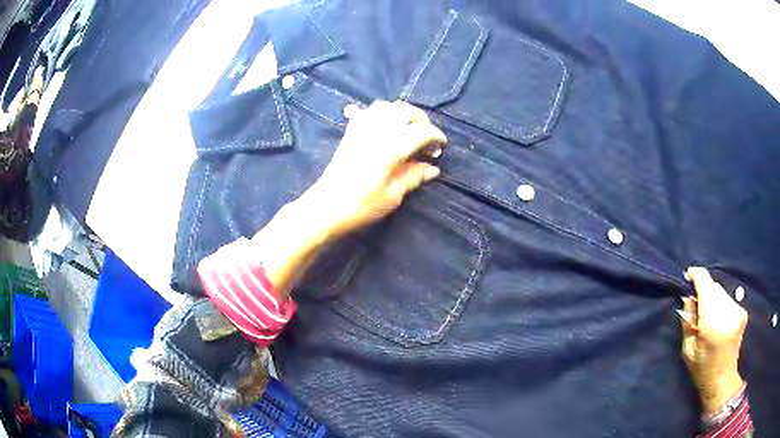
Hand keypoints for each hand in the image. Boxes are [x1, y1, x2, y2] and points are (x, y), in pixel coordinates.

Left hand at [299, 100, 446, 239]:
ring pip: (387, 106)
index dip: (436, 136)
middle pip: (405, 111)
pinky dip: (382, 113)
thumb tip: (433, 168)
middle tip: (427, 138)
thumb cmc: (361, 206)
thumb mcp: (393, 196)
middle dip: (422, 120)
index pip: (421, 132)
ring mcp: (361, 129)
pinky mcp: (351, 132)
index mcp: (391, 148)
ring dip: (402, 113)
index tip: (441, 147)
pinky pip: (368, 111)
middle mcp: (377, 132)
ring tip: (408, 129)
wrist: (326, 206)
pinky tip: (386, 126)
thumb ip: (414, 176)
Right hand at [680, 267, 747, 414]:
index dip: (696, 276)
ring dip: (712, 298)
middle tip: (695, 307)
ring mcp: (738, 311)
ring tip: (707, 317)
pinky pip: (728, 299)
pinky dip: (721, 304)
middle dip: (703, 291)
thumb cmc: (701, 370)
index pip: (706, 284)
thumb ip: (687, 321)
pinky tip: (718, 320)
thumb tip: (688, 297)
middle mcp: (728, 312)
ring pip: (721, 292)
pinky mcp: (743, 312)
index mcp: (712, 323)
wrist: (722, 381)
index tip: (688, 276)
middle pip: (714, 287)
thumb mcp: (688, 350)